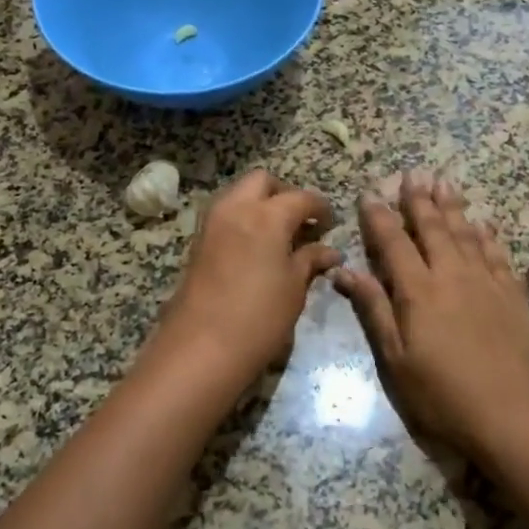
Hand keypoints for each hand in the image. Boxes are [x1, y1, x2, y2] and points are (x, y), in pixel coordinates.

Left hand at [150, 170, 341, 389]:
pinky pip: (225, 216)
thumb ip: (310, 260)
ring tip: (280, 235)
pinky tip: (258, 248)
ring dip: (260, 204)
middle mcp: (236, 208)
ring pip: (239, 194)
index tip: (330, 223)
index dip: (320, 208)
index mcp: (267, 215)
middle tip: (301, 221)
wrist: (200, 346)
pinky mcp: (197, 242)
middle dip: (284, 194)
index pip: (301, 198)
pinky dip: (243, 220)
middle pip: (262, 182)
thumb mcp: (294, 288)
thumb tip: (328, 251)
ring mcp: (212, 223)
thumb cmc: (259, 316)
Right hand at [332, 170, 528, 456]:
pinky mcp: (513, 295)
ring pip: (467, 233)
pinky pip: (499, 255)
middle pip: (433, 228)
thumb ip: (374, 309)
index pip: (394, 242)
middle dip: (419, 200)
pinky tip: (485, 223)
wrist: (508, 413)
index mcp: (418, 291)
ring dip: (453, 206)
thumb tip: (344, 271)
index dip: (379, 216)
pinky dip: (489, 236)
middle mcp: (452, 275)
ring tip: (445, 182)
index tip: (370, 193)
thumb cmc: (441, 392)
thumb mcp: (395, 358)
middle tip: (413, 173)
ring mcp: (486, 282)